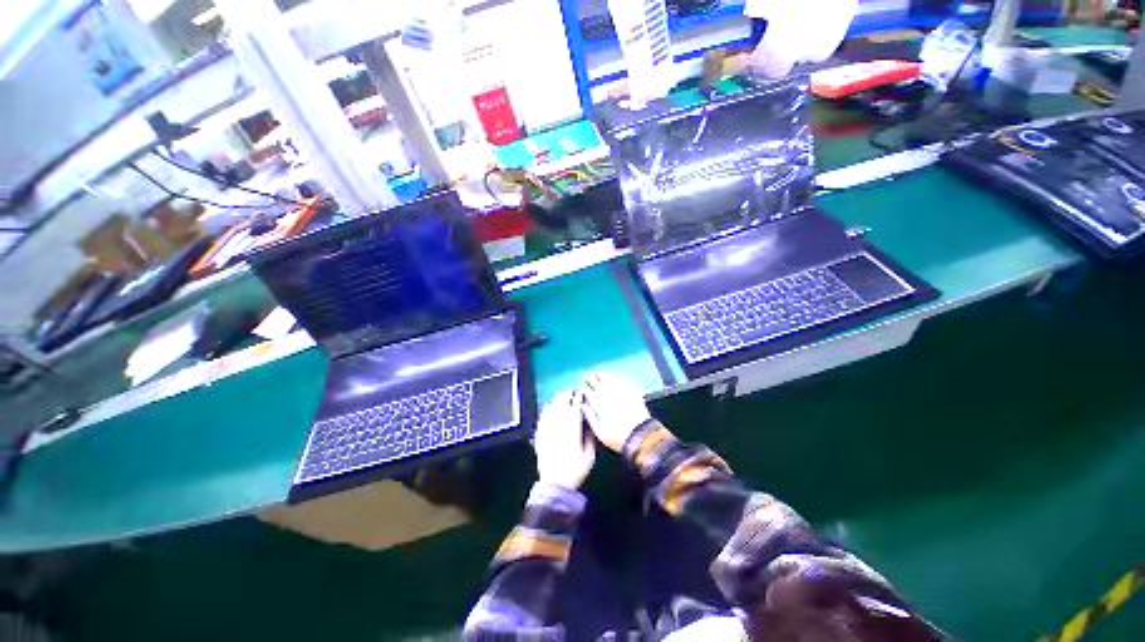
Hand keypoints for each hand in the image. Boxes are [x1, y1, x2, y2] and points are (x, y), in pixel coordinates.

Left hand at [534, 391, 594, 489]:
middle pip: (562, 405)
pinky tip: (548, 407)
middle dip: (567, 396)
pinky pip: (542, 418)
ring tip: (560, 396)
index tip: (581, 394)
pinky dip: (545, 410)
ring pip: (551, 409)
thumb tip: (589, 425)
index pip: (575, 408)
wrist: (555, 484)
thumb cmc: (574, 471)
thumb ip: (590, 439)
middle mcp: (559, 426)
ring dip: (556, 400)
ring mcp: (548, 430)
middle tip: (570, 392)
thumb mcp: (589, 456)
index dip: (578, 399)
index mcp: (572, 429)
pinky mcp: (539, 435)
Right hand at [581, 372, 651, 453]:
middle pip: (599, 385)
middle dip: (592, 380)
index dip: (586, 389)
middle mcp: (610, 397)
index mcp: (600, 405)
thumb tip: (583, 406)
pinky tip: (614, 379)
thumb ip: (590, 417)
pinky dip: (616, 380)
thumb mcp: (599, 431)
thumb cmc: (618, 437)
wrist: (641, 436)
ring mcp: (622, 394)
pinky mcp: (632, 394)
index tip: (583, 385)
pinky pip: (622, 383)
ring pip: (610, 382)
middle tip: (587, 376)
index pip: (590, 394)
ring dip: (603, 377)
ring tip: (598, 373)